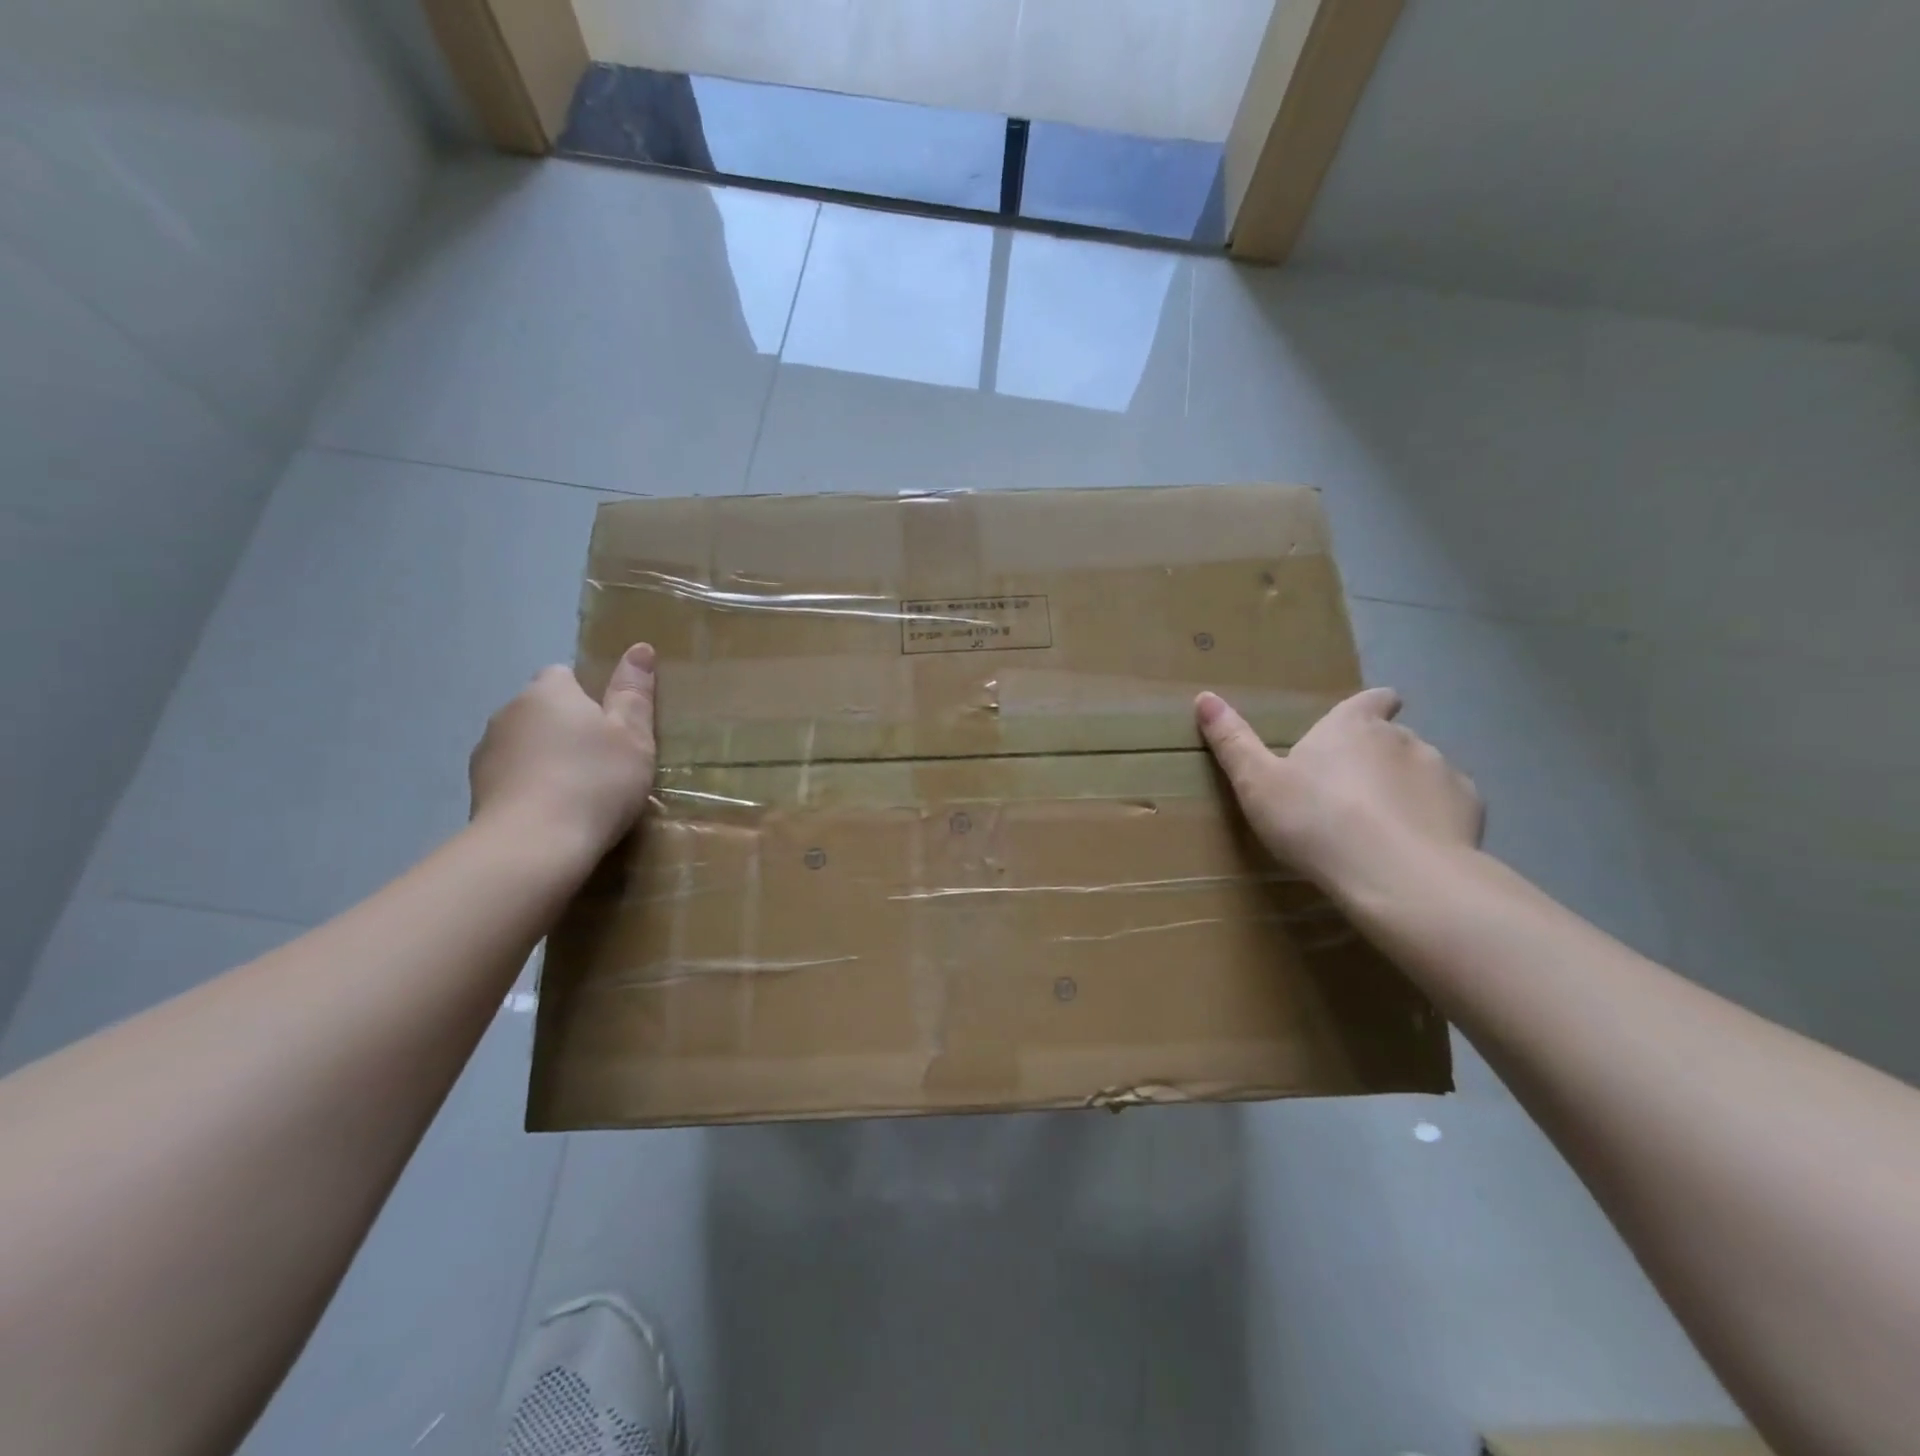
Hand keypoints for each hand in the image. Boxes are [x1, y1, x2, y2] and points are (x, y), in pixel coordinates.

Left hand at [469, 644, 657, 861]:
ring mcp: (486, 753)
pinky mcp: (476, 791)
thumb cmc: (595, 782)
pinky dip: (529, 788)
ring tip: (578, 795)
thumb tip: (639, 648)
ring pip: (525, 745)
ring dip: (546, 759)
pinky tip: (552, 815)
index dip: (589, 697)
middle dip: (567, 729)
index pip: (564, 675)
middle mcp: (509, 712)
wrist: (533, 846)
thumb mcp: (633, 737)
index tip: (611, 728)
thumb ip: (634, 693)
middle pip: (543, 710)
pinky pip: (511, 778)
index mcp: (548, 692)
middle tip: (603, 763)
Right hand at [1195, 687, 1483, 895]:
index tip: (1360, 723)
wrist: (1396, 876)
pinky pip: (1449, 806)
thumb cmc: (1316, 822)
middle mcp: (1402, 738)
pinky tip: (1413, 848)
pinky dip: (1433, 819)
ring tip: (1381, 829)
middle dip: (1377, 757)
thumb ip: (1233, 741)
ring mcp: (1442, 771)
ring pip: (1422, 771)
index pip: (1372, 699)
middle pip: (1392, 738)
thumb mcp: (1257, 784)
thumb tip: (1204, 697)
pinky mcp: (1470, 809)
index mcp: (1352, 727)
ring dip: (1405, 789)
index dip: (1369, 707)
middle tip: (1348, 795)